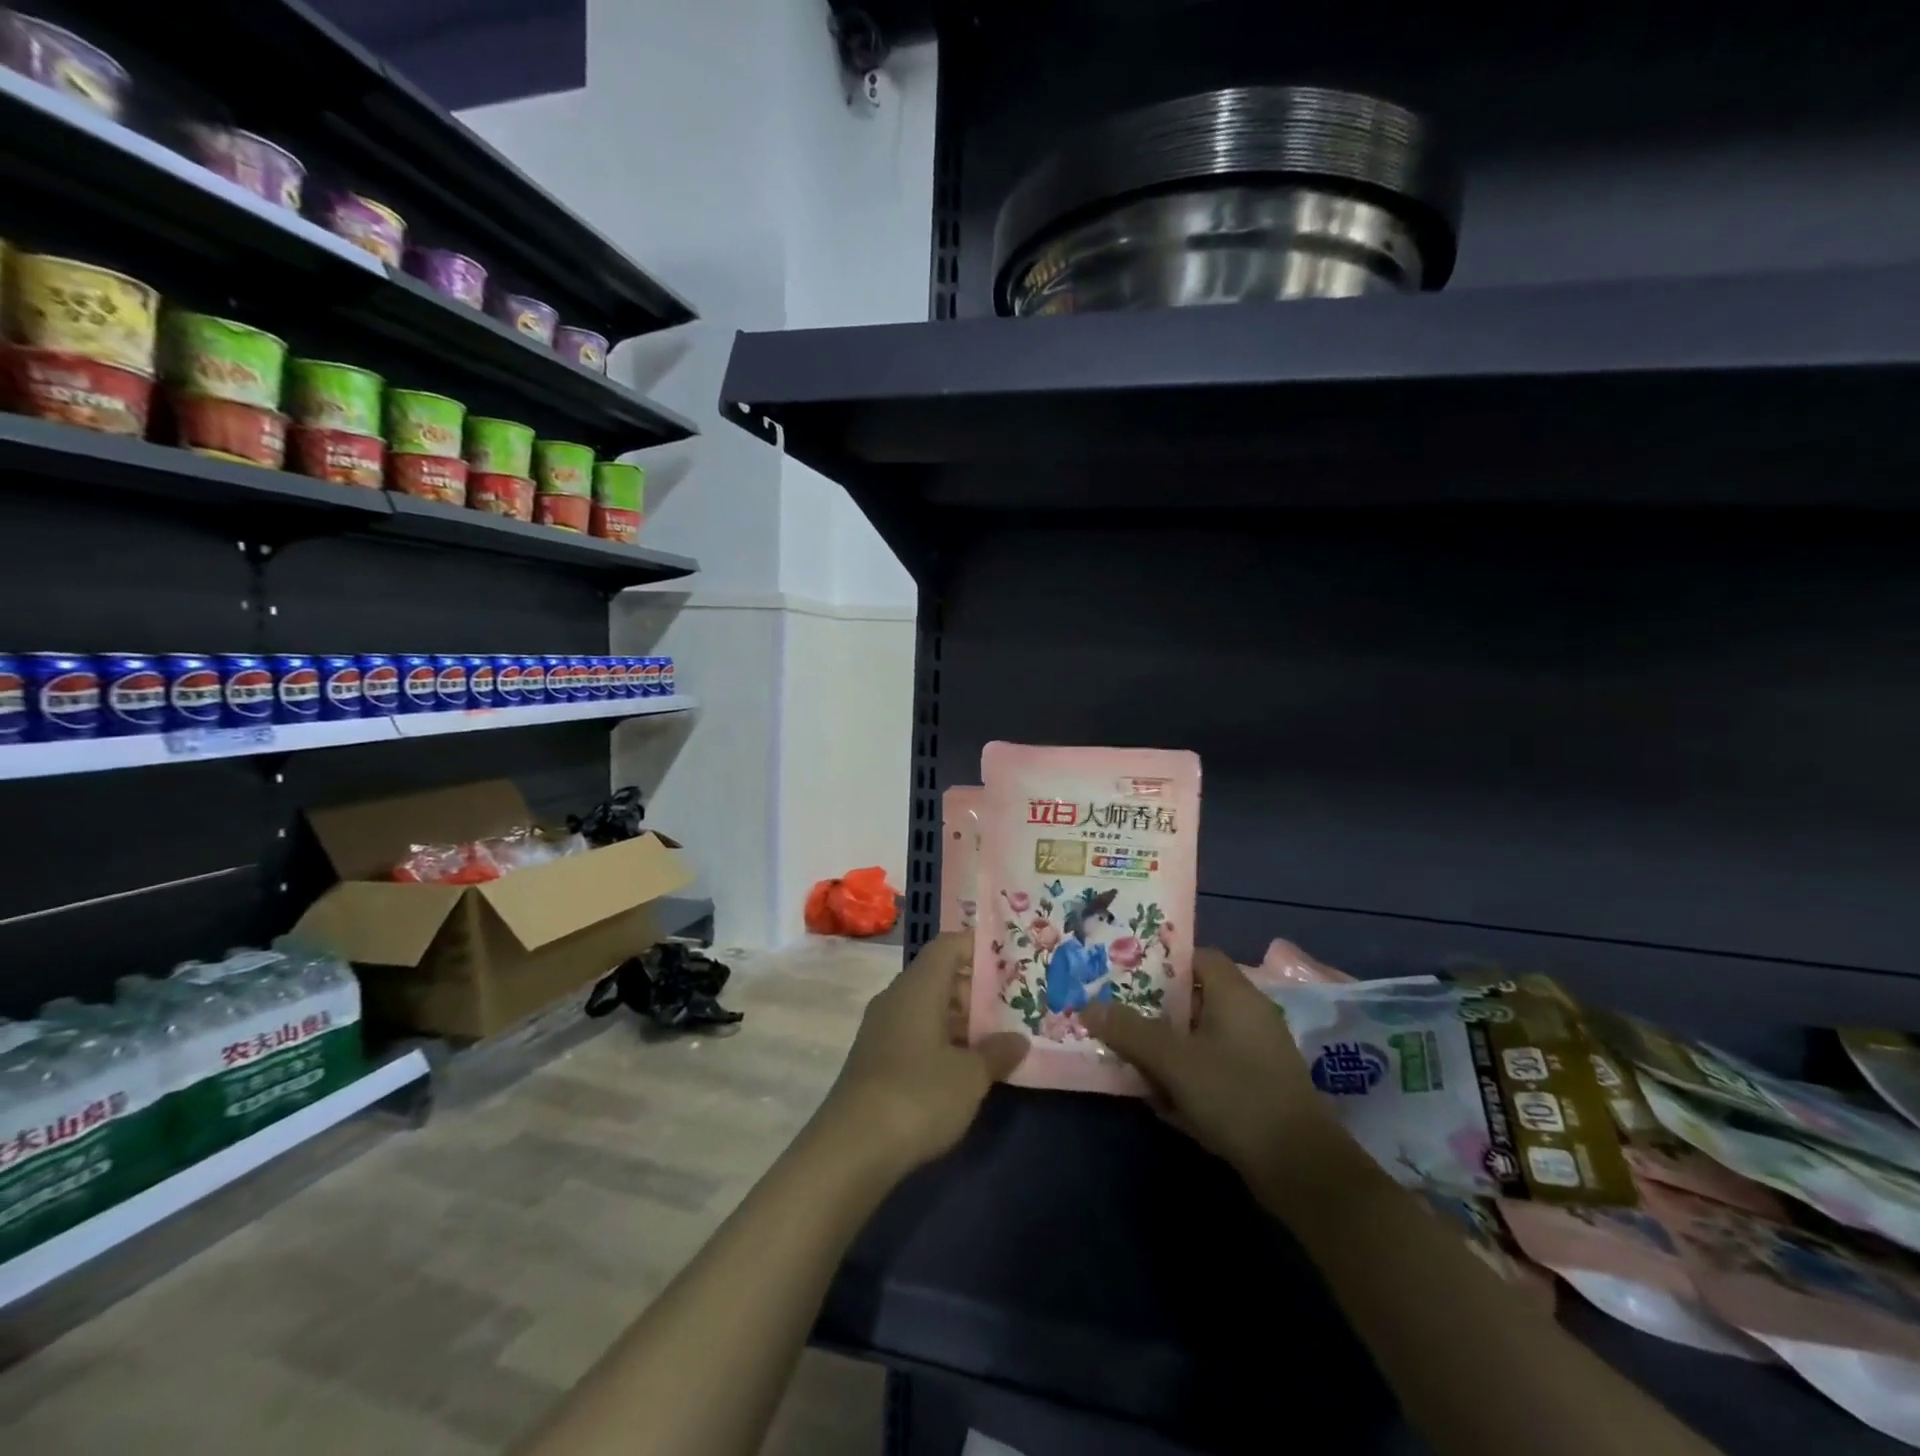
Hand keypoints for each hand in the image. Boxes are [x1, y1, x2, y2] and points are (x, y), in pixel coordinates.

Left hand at [820, 933, 1027, 1173]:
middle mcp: (896, 997)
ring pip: (926, 1006)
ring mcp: (881, 1027)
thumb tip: (1018, 1040)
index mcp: (919, 987)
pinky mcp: (874, 1057)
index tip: (1008, 959)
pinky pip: (913, 1031)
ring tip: (994, 1039)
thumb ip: (997, 1052)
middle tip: (1010, 1006)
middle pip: (938, 976)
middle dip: (975, 989)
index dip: (977, 946)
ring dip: (958, 1019)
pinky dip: (939, 1039)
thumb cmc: (919, 1095)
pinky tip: (961, 1067)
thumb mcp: (970, 1076)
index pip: (948, 946)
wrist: (852, 1147)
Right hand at [1081, 949, 1337, 1195]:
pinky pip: (1212, 1069)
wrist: (1301, 1170)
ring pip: (1200, 1038)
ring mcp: (1257, 1054)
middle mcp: (1249, 1015)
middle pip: (1192, 999)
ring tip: (1130, 1061)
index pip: (1196, 956)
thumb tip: (1088, 1007)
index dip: (1160, 962)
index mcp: (1235, 994)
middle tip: (1117, 1017)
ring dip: (1167, 1050)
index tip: (1125, 975)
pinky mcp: (1258, 1088)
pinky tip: (1162, 1102)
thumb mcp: (1173, 1061)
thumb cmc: (1236, 1096)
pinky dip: (1188, 1078)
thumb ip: (1130, 1031)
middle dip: (1154, 1011)